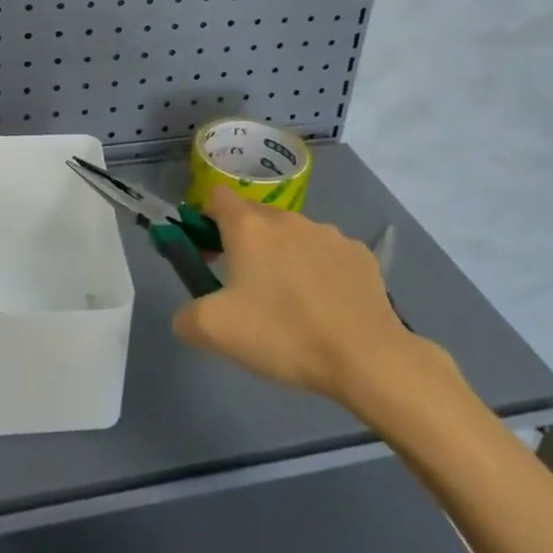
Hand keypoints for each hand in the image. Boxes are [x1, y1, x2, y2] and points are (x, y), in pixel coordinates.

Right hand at [172, 188, 453, 404]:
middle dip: (244, 243)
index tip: (208, 252)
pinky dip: (319, 271)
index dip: (205, 219)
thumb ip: (187, 316)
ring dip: (283, 257)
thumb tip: (187, 315)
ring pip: (292, 236)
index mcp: (248, 227)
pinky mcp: (359, 253)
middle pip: (255, 217)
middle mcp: (287, 218)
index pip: (217, 196)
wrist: (366, 356)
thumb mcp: (215, 331)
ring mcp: (328, 232)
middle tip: (244, 287)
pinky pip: (327, 254)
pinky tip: (326, 307)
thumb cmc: (283, 334)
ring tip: (290, 304)